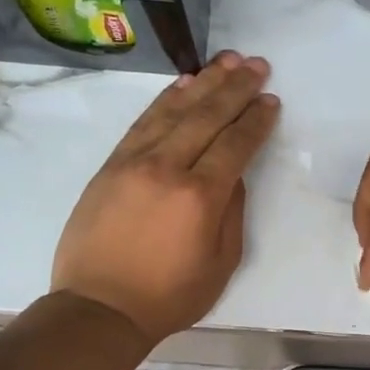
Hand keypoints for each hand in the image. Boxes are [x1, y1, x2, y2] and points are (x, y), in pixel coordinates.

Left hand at [53, 52, 278, 342]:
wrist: (100, 307)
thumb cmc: (168, 297)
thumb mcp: (220, 264)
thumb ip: (231, 213)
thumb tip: (232, 176)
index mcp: (200, 197)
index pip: (235, 144)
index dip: (255, 120)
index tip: (270, 100)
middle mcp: (167, 168)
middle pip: (206, 116)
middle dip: (235, 88)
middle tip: (256, 65)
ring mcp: (133, 162)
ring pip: (173, 110)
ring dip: (203, 83)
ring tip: (226, 62)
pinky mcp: (110, 166)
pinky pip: (142, 123)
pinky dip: (165, 101)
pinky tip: (182, 86)